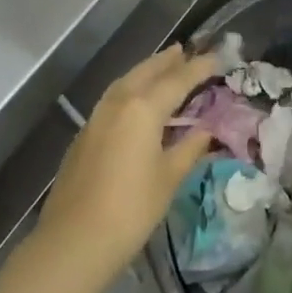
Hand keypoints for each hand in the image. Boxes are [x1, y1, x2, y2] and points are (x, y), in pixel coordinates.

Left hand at [34, 45, 216, 284]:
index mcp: (143, 108)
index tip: (217, 57)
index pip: (177, 80)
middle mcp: (118, 103)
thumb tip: (206, 131)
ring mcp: (96, 117)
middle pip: (146, 72)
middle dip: (167, 61)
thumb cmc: (131, 210)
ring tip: (162, 67)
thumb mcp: (168, 179)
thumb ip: (189, 149)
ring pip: (125, 82)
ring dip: (145, 71)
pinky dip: (129, 90)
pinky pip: (113, 99)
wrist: (74, 241)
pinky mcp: (84, 134)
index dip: (198, 68)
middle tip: (184, 51)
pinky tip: (136, 101)